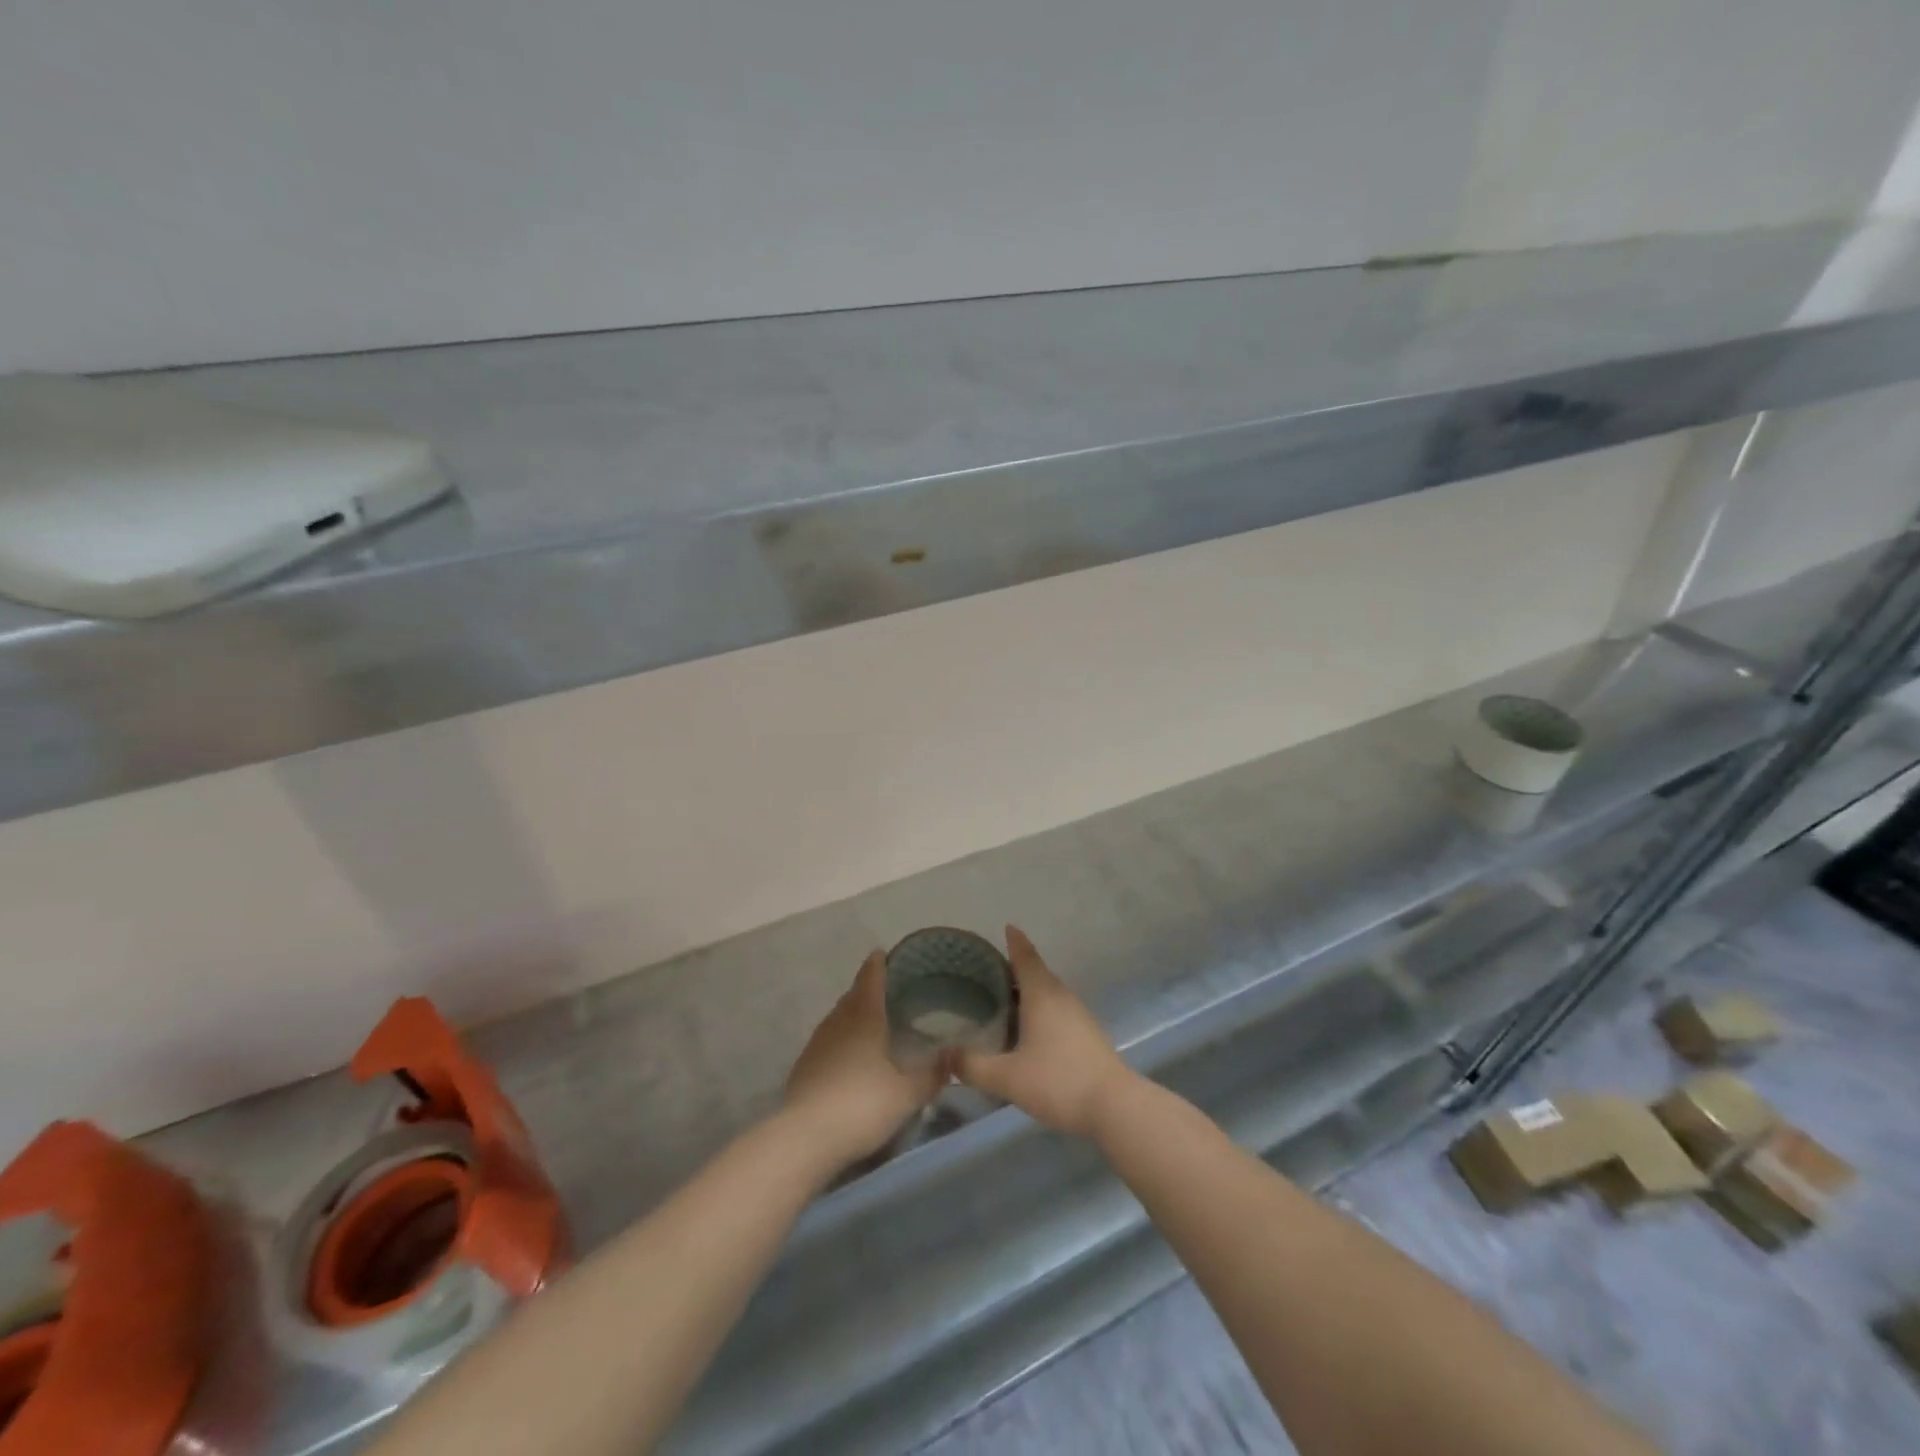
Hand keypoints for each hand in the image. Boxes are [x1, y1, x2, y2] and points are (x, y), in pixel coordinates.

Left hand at [784, 951, 946, 1167]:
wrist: (805, 1138)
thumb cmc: (862, 1106)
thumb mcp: (907, 1094)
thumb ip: (932, 1075)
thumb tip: (954, 1056)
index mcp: (864, 1017)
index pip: (870, 979)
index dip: (877, 965)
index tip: (881, 952)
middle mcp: (838, 1022)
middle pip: (852, 997)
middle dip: (865, 990)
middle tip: (883, 990)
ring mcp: (816, 1044)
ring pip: (837, 1019)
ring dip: (851, 1015)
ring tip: (867, 1022)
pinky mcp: (803, 1068)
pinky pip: (826, 1042)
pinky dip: (839, 1040)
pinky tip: (847, 1057)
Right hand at [954, 926, 1135, 1136]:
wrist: (1114, 1105)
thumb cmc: (1058, 1081)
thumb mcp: (1007, 1077)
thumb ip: (973, 1066)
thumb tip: (944, 1055)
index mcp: (1042, 995)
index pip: (1025, 957)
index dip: (1015, 941)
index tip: (1007, 927)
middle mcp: (1061, 997)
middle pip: (1037, 973)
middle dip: (1016, 968)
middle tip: (990, 971)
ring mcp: (1079, 1015)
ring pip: (1049, 993)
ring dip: (1029, 991)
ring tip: (1005, 1000)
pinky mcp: (1088, 1034)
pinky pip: (1059, 1010)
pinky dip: (1041, 1010)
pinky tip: (1030, 1030)